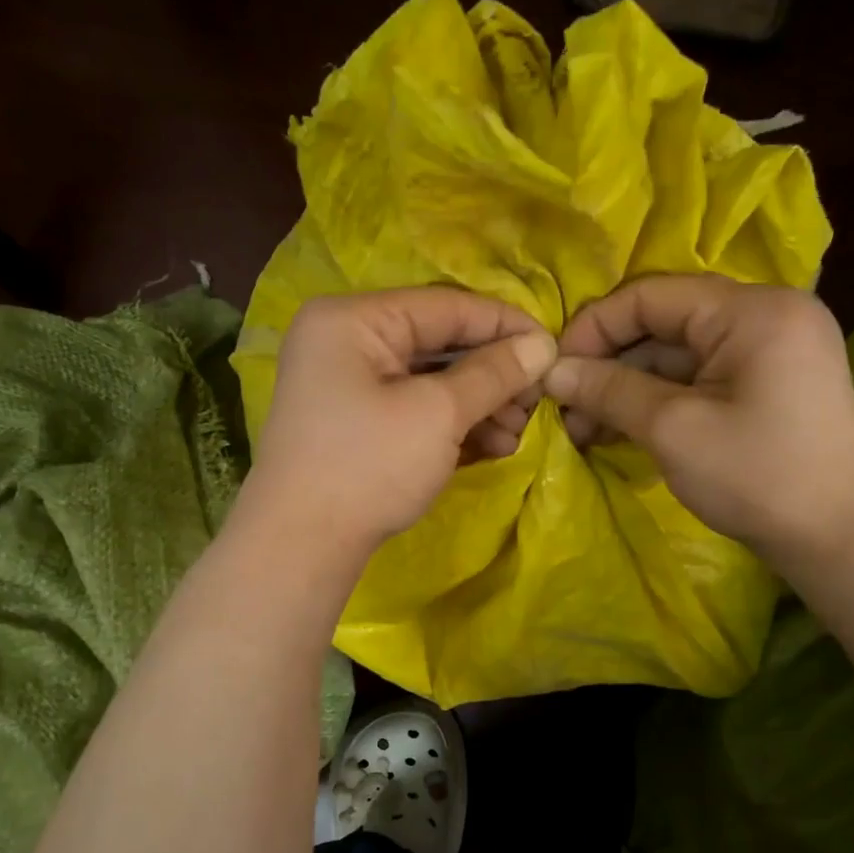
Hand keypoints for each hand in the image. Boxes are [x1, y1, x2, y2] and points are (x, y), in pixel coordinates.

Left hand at [238, 287, 556, 559]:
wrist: (300, 545)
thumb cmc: (368, 466)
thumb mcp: (437, 414)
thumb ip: (493, 373)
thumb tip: (542, 345)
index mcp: (352, 319)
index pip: (445, 307)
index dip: (505, 325)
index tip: (553, 348)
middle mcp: (344, 341)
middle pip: (437, 344)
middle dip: (493, 375)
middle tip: (536, 402)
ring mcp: (345, 384)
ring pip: (427, 380)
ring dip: (478, 405)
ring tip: (517, 433)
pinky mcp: (354, 423)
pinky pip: (411, 407)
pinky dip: (450, 424)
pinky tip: (491, 446)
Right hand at [544, 276, 853, 559]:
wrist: (840, 539)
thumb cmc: (757, 474)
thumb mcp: (672, 429)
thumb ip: (608, 390)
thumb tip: (551, 372)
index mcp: (751, 309)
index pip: (651, 295)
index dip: (594, 328)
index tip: (552, 370)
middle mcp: (763, 316)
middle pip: (662, 324)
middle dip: (607, 365)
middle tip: (563, 408)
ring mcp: (768, 352)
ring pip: (675, 356)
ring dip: (625, 389)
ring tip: (581, 430)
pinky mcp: (764, 386)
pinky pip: (696, 380)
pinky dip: (655, 402)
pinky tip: (616, 430)